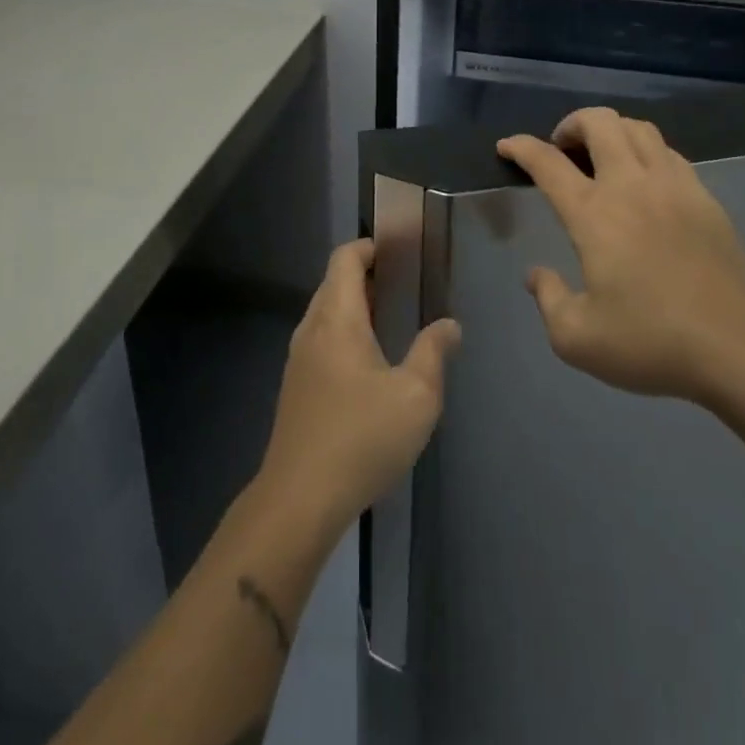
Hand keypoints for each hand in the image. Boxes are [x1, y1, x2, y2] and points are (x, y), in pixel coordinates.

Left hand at [255, 239, 462, 535]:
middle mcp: (311, 329)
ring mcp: (298, 359)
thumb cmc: (361, 438)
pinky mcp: (296, 386)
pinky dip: (344, 332)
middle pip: (333, 282)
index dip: (369, 247)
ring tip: (393, 319)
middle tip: (405, 284)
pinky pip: (321, 339)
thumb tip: (449, 325)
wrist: (299, 498)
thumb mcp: (416, 397)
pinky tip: (370, 362)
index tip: (399, 251)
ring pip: (325, 313)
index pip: (344, 259)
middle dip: (366, 275)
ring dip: (355, 306)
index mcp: (337, 319)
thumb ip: (433, 353)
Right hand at [498, 107, 744, 410]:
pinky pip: (669, 152)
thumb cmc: (652, 343)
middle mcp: (631, 186)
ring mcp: (674, 187)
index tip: (507, 146)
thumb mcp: (578, 339)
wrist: (740, 348)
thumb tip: (536, 275)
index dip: (521, 147)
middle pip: (599, 122)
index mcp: (594, 214)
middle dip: (572, 124)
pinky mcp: (706, 198)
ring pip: (639, 128)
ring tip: (602, 157)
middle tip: (562, 149)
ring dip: (611, 131)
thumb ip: (548, 300)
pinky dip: (646, 150)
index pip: (548, 163)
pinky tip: (645, 180)